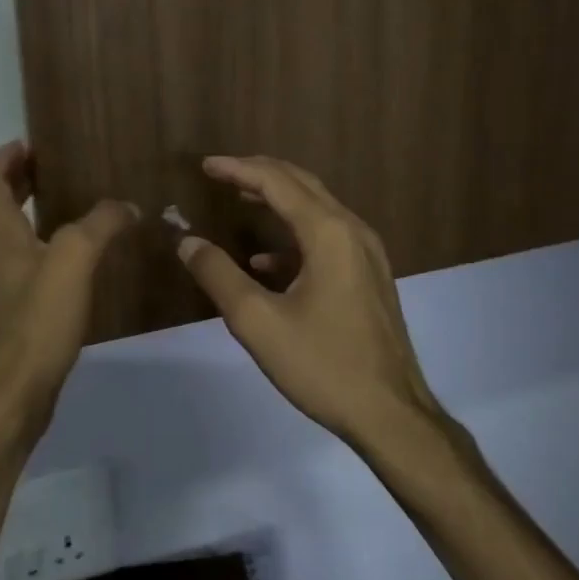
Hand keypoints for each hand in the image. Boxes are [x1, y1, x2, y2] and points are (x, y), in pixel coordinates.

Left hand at [0, 141, 135, 435]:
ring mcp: (7, 286)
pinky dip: (47, 244)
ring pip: (13, 236)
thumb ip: (99, 225)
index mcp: (0, 236)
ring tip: (67, 200)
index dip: (3, 160)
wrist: (17, 392)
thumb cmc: (38, 320)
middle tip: (47, 164)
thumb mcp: (72, 260)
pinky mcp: (21, 311)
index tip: (25, 142)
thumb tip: (126, 205)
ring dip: (31, 211)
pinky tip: (78, 255)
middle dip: (16, 181)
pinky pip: (31, 262)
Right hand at [177, 155, 444, 445]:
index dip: (238, 169)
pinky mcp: (369, 277)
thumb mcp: (258, 322)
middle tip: (221, 173)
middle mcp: (352, 231)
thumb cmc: (323, 365)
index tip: (205, 165)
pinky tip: (264, 261)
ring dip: (277, 200)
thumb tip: (187, 241)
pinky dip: (293, 237)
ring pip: (316, 209)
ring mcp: (366, 254)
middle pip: (302, 184)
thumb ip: (218, 275)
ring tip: (239, 199)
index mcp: (328, 233)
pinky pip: (327, 239)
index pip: (277, 181)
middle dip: (259, 174)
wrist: (391, 414)